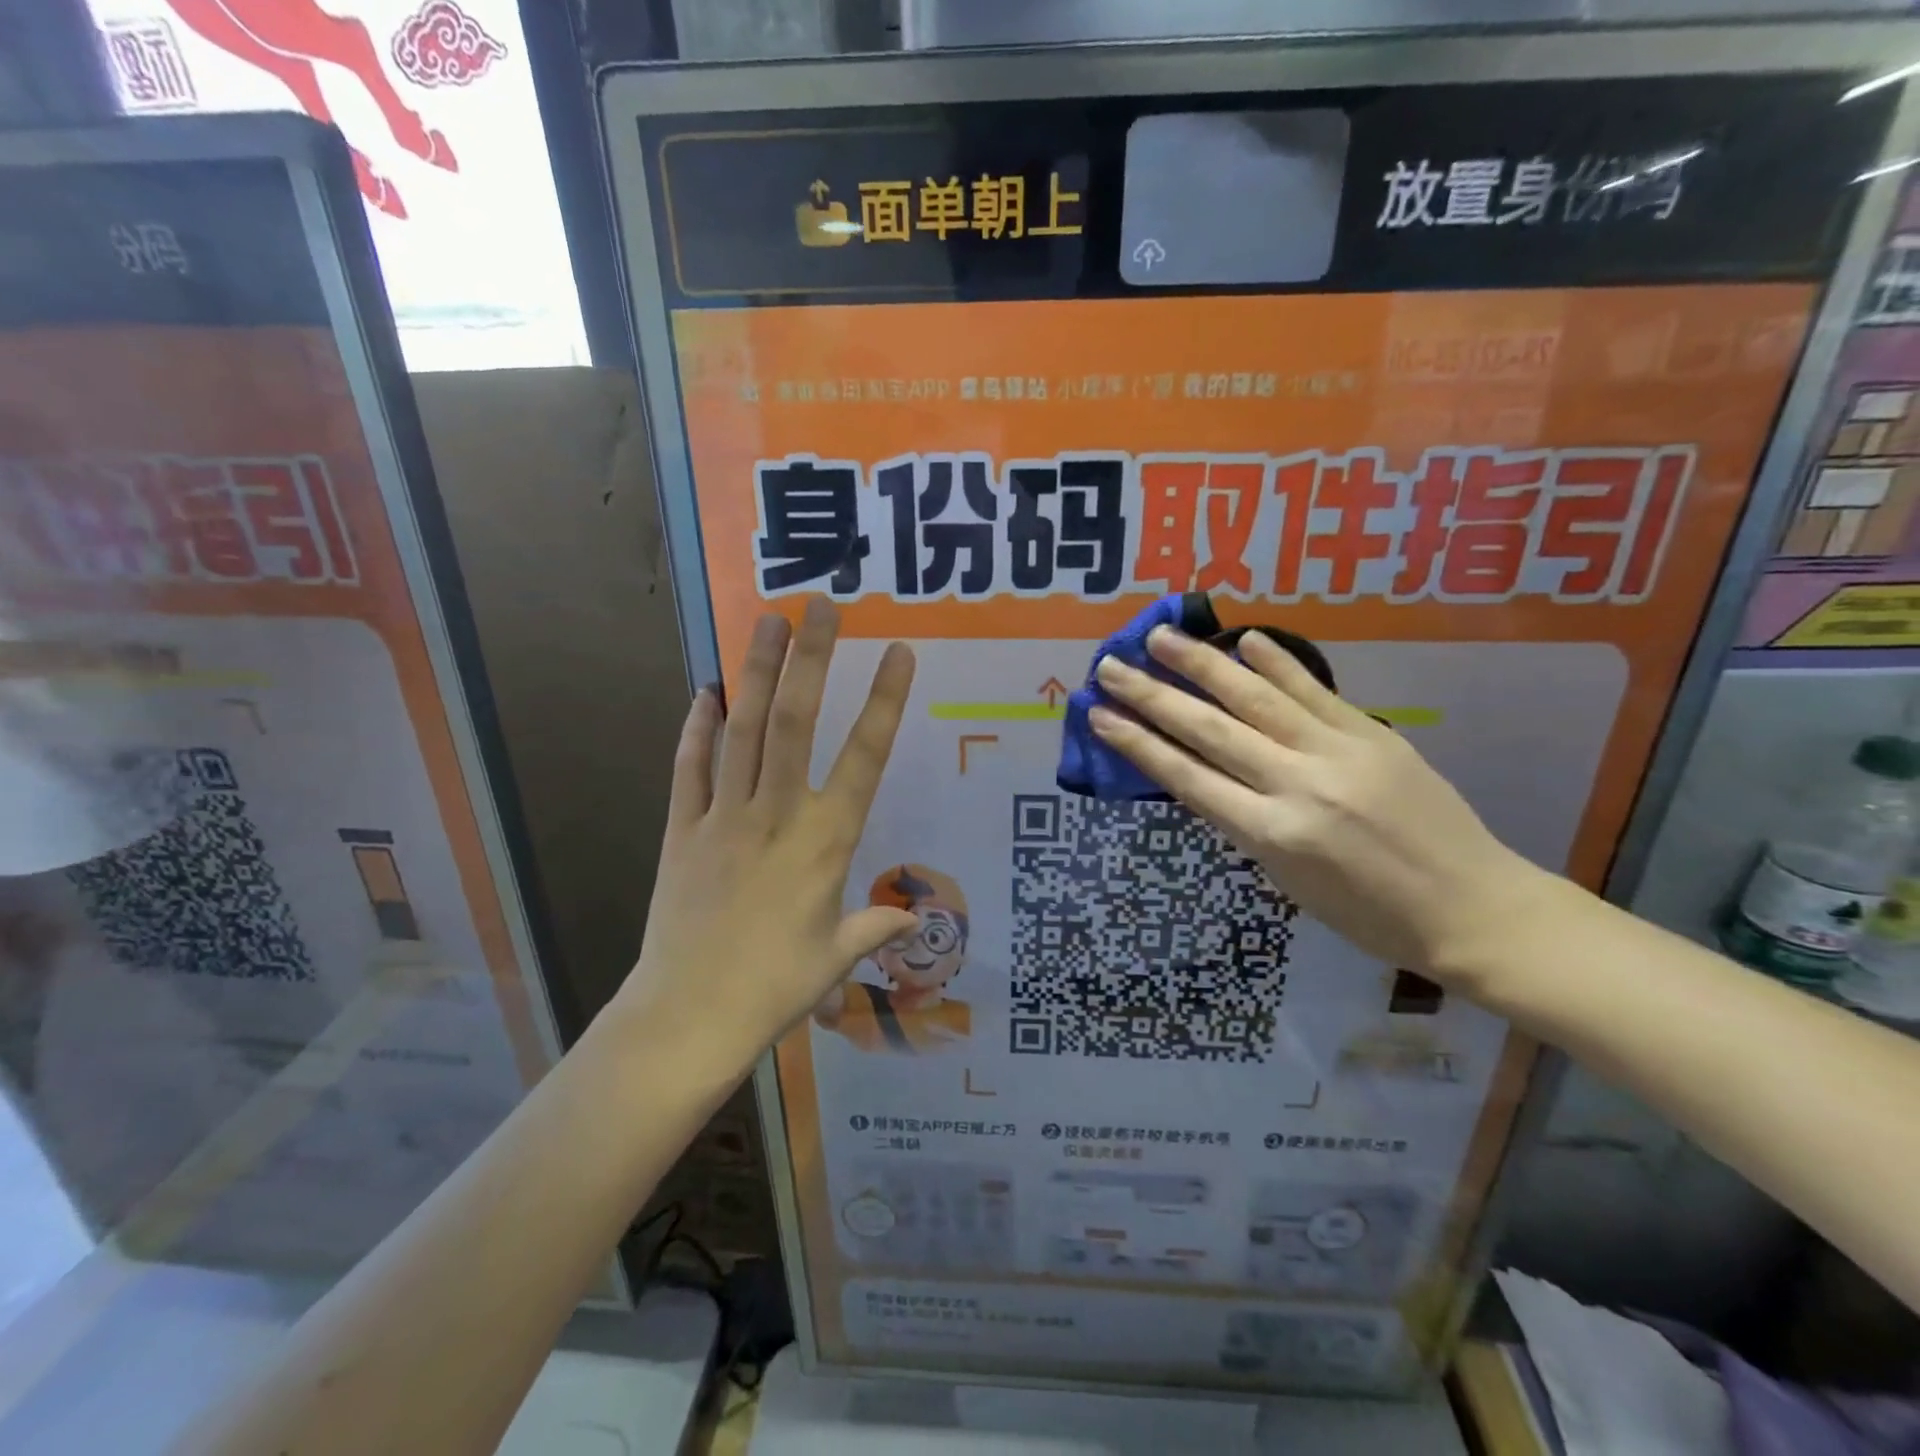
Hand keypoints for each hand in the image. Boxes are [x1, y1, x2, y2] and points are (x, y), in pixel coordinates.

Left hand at [612, 600, 917, 1080]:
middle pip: (795, 723)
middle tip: (821, 606)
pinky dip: (696, 728)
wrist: (688, 1016)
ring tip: (767, 621)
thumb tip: (913, 920)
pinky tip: (704, 692)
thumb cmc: (776, 987)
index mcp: (826, 841)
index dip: (884, 702)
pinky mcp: (680, 830)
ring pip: (742, 730)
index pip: (864, 758)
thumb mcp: (837, 958)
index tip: (899, 653)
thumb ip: (876, 927)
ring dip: (756, 672)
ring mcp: (723, 817)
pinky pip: (689, 768)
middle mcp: (777, 814)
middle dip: (812, 659)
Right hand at [1089, 627, 1548, 981]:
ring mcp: (1338, 753)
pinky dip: (1278, 662)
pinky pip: (1315, 692)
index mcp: (1270, 835)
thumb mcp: (1287, 882)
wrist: (1472, 908)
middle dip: (1152, 697)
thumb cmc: (1369, 915)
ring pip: (1256, 698)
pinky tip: (1244, 638)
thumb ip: (1245, 825)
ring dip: (1202, 664)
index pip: (1186, 777)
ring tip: (1160, 637)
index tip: (1099, 716)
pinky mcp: (1374, 734)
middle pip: (1209, 730)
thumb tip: (1208, 775)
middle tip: (1110, 666)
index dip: (1137, 744)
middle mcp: (1297, 785)